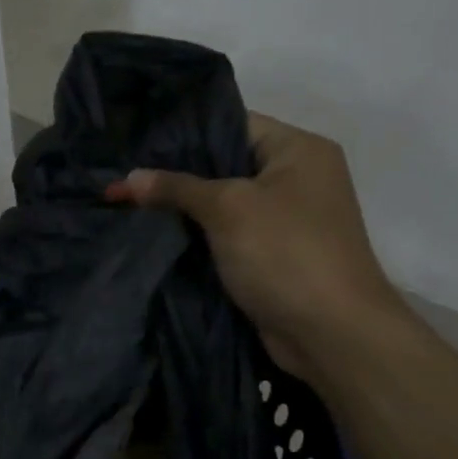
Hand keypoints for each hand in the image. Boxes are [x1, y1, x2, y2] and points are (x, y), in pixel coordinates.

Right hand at [109, 113, 400, 373]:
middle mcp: (296, 177)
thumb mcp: (227, 209)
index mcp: (299, 149)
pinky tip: (155, 233)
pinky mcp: (273, 255)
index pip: (232, 124)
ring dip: (183, 208)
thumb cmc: (286, 253)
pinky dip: (198, 235)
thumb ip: (176, 187)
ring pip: (223, 202)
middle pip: (224, 164)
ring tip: (129, 200)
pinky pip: (227, 233)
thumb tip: (127, 178)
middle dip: (176, 173)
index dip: (183, 133)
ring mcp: (286, 218)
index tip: (136, 142)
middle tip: (125, 173)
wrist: (332, 334)